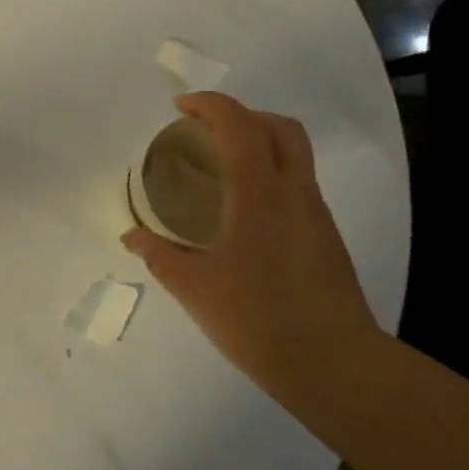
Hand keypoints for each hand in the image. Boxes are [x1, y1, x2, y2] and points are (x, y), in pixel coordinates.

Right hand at [122, 93, 383, 393]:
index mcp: (259, 193)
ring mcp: (316, 214)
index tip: (180, 108)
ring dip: (260, 143)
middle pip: (279, 127)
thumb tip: (132, 236)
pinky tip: (244, 213)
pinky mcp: (326, 237)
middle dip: (242, 115)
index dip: (209, 104)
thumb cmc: (258, 319)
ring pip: (295, 154)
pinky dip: (270, 175)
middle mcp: (294, 192)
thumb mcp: (194, 287)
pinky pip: (298, 184)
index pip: (238, 124)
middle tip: (206, 132)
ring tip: (222, 169)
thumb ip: (159, 254)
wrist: (335, 365)